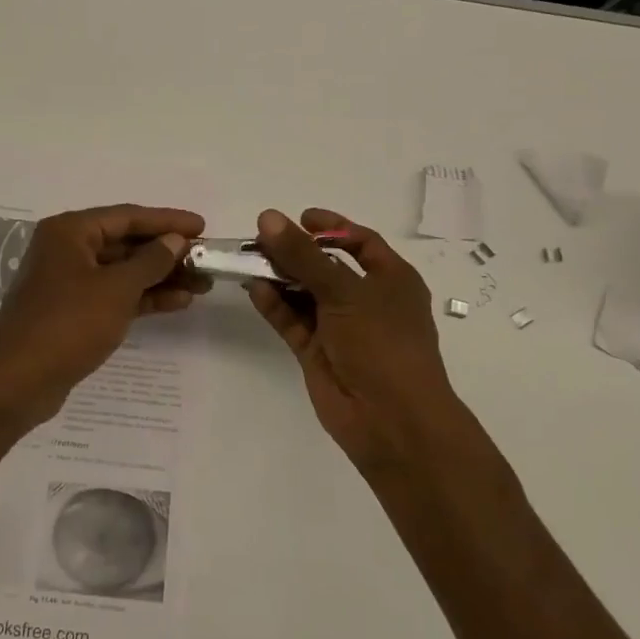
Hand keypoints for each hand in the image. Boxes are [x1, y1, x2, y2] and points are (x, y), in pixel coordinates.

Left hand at [0, 204, 207, 434]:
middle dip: (167, 253)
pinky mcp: (72, 311)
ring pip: (122, 271)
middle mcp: (66, 249)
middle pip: (126, 243)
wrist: (19, 382)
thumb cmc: (67, 324)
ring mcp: (68, 282)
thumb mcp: (116, 289)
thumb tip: (174, 241)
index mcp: (69, 231)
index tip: (203, 226)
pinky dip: (143, 298)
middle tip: (206, 260)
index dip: (167, 221)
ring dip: (160, 277)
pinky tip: (177, 303)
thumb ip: (150, 261)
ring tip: (201, 285)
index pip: (127, 216)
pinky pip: (114, 295)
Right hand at [247, 208, 470, 471]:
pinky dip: (274, 305)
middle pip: (325, 266)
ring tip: (248, 260)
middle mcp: (366, 300)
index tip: (299, 217)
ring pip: (305, 293)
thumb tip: (268, 217)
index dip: (331, 227)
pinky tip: (254, 288)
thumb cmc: (382, 344)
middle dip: (295, 252)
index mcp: (391, 280)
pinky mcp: (317, 352)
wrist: (391, 421)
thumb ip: (303, 255)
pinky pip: (292, 321)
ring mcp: (340, 328)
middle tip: (260, 238)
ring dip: (279, 276)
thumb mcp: (345, 291)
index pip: (361, 242)